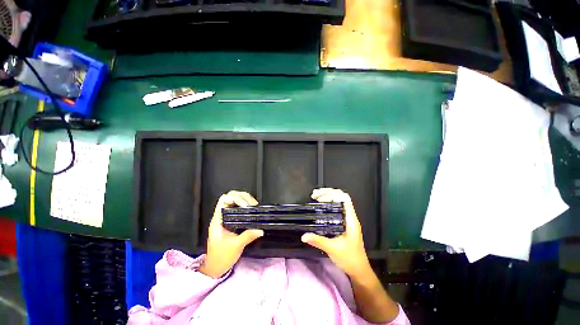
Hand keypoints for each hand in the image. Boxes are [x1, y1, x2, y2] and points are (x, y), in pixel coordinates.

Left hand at [199, 190, 263, 277]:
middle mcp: (220, 217)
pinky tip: (251, 215)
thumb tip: (260, 229)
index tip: (247, 206)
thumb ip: (248, 236)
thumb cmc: (222, 256)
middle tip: (254, 205)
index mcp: (218, 219)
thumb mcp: (236, 246)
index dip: (236, 198)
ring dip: (244, 203)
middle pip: (229, 198)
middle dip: (242, 198)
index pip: (224, 199)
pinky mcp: (228, 226)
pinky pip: (236, 213)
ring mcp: (224, 221)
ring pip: (233, 205)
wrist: (216, 266)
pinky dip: (244, 211)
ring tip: (254, 208)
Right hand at [301, 188, 371, 277]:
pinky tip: (320, 215)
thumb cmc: (349, 258)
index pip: (344, 198)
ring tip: (315, 201)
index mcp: (351, 220)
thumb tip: (303, 235)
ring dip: (329, 201)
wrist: (358, 269)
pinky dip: (329, 210)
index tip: (318, 197)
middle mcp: (351, 219)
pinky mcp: (346, 229)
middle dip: (328, 195)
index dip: (332, 194)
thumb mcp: (332, 249)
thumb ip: (318, 241)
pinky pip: (338, 214)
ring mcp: (349, 224)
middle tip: (314, 196)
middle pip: (342, 199)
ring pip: (340, 206)